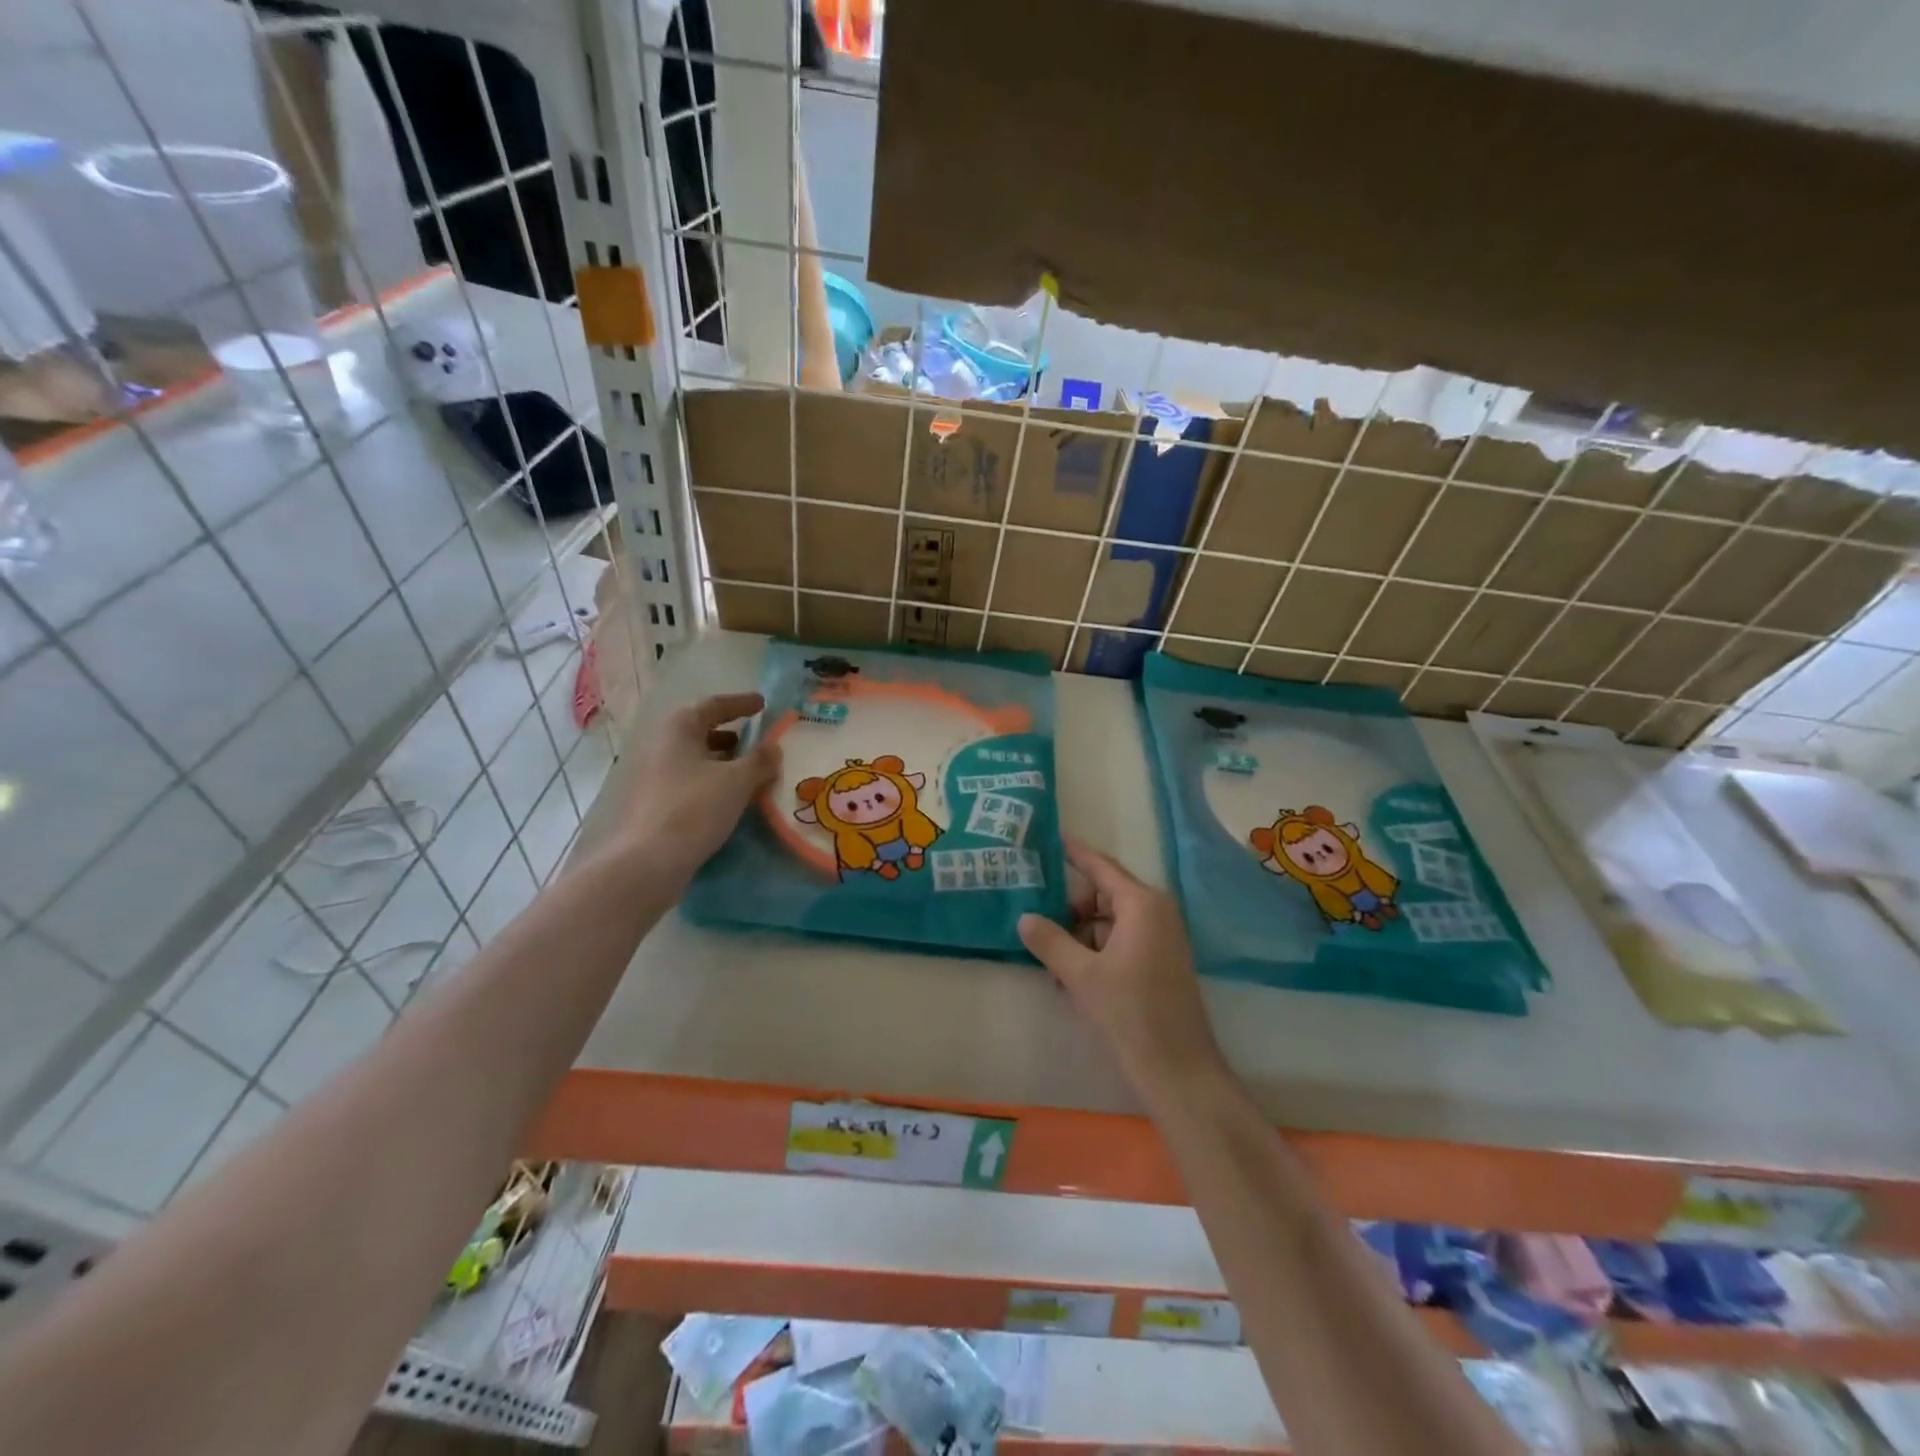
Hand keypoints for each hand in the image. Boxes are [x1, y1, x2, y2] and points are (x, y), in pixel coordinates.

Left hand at [615, 691, 778, 880]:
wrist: (649, 861)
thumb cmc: (695, 808)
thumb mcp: (738, 781)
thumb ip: (760, 760)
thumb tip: (774, 748)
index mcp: (679, 729)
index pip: (713, 705)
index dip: (740, 703)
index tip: (762, 704)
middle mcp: (662, 745)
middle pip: (699, 730)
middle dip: (729, 733)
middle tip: (756, 740)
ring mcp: (654, 775)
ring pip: (694, 758)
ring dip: (721, 759)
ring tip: (748, 771)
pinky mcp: (655, 802)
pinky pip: (689, 780)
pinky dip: (712, 780)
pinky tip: (730, 797)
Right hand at [1019, 838, 1227, 1108]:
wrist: (1179, 1072)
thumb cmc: (1131, 1015)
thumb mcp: (1081, 976)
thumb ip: (1050, 941)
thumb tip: (1024, 917)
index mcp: (1142, 904)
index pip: (1100, 866)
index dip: (1074, 853)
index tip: (1049, 837)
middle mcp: (1155, 912)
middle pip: (1102, 895)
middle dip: (1068, 908)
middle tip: (1032, 918)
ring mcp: (1160, 938)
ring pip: (1107, 922)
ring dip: (1077, 937)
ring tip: (1047, 960)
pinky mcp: (1159, 962)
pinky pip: (1119, 942)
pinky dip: (1093, 953)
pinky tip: (1067, 977)